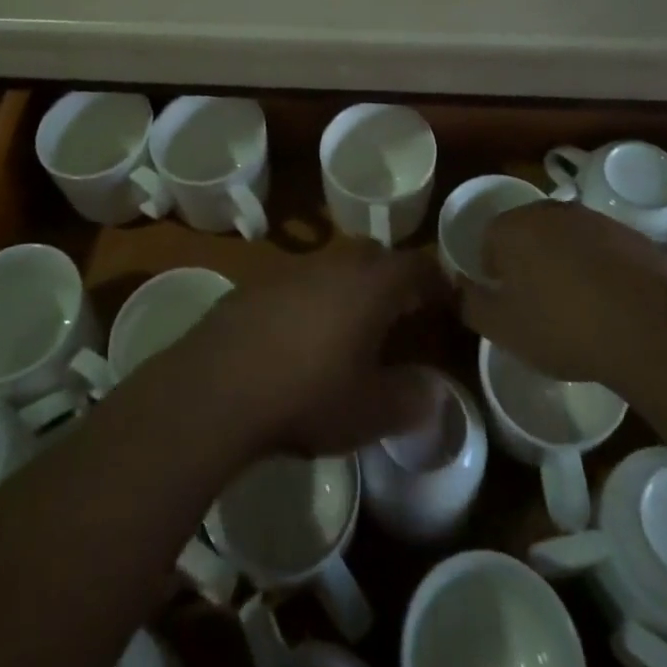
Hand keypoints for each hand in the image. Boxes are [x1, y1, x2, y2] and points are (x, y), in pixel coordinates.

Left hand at [188, 244, 447, 456]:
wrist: (218, 385)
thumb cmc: (307, 394)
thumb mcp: (369, 411)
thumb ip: (410, 399)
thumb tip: (435, 393)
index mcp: (371, 284)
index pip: (416, 265)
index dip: (436, 279)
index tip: (448, 298)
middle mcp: (334, 264)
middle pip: (375, 255)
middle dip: (393, 276)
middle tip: (403, 308)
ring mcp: (292, 270)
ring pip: (335, 266)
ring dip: (351, 287)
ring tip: (354, 325)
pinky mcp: (257, 285)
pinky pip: (300, 282)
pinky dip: (314, 300)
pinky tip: (303, 337)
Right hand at [459, 202, 666, 386]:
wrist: (649, 327)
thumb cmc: (563, 326)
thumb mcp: (503, 329)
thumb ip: (472, 304)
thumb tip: (459, 287)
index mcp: (514, 227)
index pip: (489, 239)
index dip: (494, 271)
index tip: (508, 301)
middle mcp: (552, 211)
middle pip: (529, 232)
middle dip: (529, 261)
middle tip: (539, 304)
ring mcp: (596, 219)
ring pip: (568, 238)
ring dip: (567, 263)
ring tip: (579, 307)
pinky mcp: (633, 236)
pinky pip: (605, 250)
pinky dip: (603, 270)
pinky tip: (613, 305)